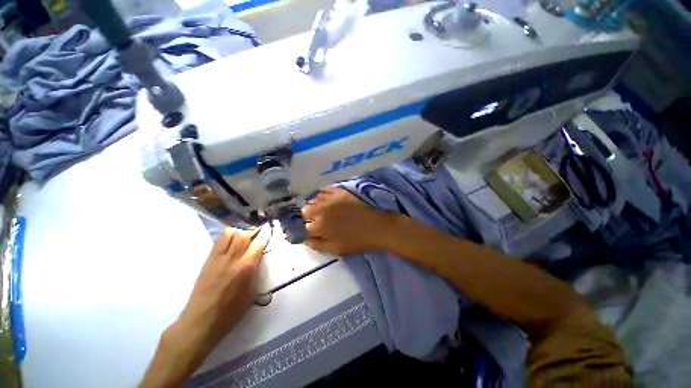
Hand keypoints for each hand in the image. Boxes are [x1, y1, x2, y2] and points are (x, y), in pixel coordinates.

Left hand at [176, 225, 270, 346]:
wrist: (201, 321)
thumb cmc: (231, 311)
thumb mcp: (251, 292)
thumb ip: (255, 271)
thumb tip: (258, 259)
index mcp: (246, 268)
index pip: (258, 244)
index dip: (265, 234)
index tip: (269, 229)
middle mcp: (233, 259)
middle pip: (243, 235)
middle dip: (252, 231)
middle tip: (257, 234)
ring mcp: (218, 259)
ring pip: (229, 234)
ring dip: (238, 232)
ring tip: (243, 237)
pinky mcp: (208, 261)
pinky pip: (218, 242)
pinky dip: (226, 237)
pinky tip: (230, 243)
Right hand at [302, 187, 394, 255]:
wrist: (376, 227)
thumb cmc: (356, 241)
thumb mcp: (335, 250)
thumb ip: (317, 245)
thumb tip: (305, 239)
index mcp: (319, 226)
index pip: (303, 226)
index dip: (306, 229)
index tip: (311, 230)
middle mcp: (321, 210)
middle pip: (305, 210)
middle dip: (308, 216)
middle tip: (317, 220)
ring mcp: (330, 198)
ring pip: (313, 199)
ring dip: (315, 205)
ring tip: (322, 209)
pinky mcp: (339, 191)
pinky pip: (324, 189)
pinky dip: (322, 194)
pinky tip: (327, 199)